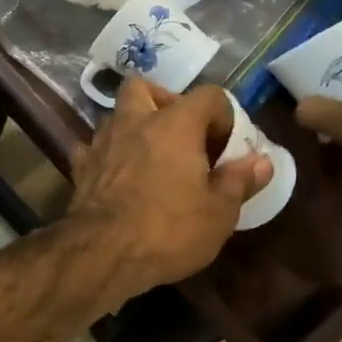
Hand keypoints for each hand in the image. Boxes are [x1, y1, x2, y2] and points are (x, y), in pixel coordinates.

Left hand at [65, 80, 270, 301]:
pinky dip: (108, 155)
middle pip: (145, 88)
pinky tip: (118, 176)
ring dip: (134, 128)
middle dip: (164, 103)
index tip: (226, 148)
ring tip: (151, 158)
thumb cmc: (169, 230)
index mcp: (175, 124)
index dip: (223, 116)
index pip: (208, 96)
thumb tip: (260, 161)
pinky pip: (94, 148)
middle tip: (180, 136)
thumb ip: (239, 181)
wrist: (103, 253)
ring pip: (116, 115)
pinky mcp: (80, 168)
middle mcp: (134, 122)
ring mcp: (102, 142)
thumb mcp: (219, 212)